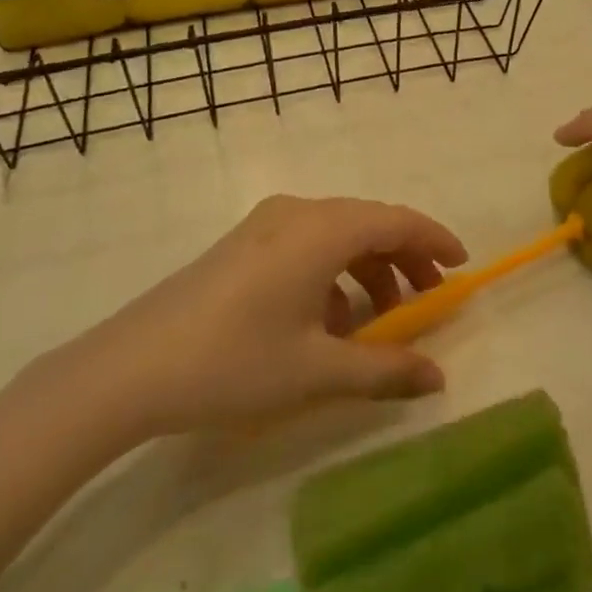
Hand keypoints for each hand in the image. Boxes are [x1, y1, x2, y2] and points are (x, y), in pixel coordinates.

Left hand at [43, 196, 467, 447]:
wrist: (129, 369)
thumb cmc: (234, 362)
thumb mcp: (317, 371)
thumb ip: (386, 371)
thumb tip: (439, 379)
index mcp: (321, 230)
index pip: (396, 220)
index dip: (434, 240)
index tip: (462, 266)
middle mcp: (297, 212)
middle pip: (368, 223)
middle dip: (404, 259)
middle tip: (429, 299)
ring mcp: (265, 225)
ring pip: (337, 235)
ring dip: (368, 270)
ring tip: (381, 321)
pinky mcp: (242, 244)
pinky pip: (306, 245)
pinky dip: (332, 274)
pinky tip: (328, 323)